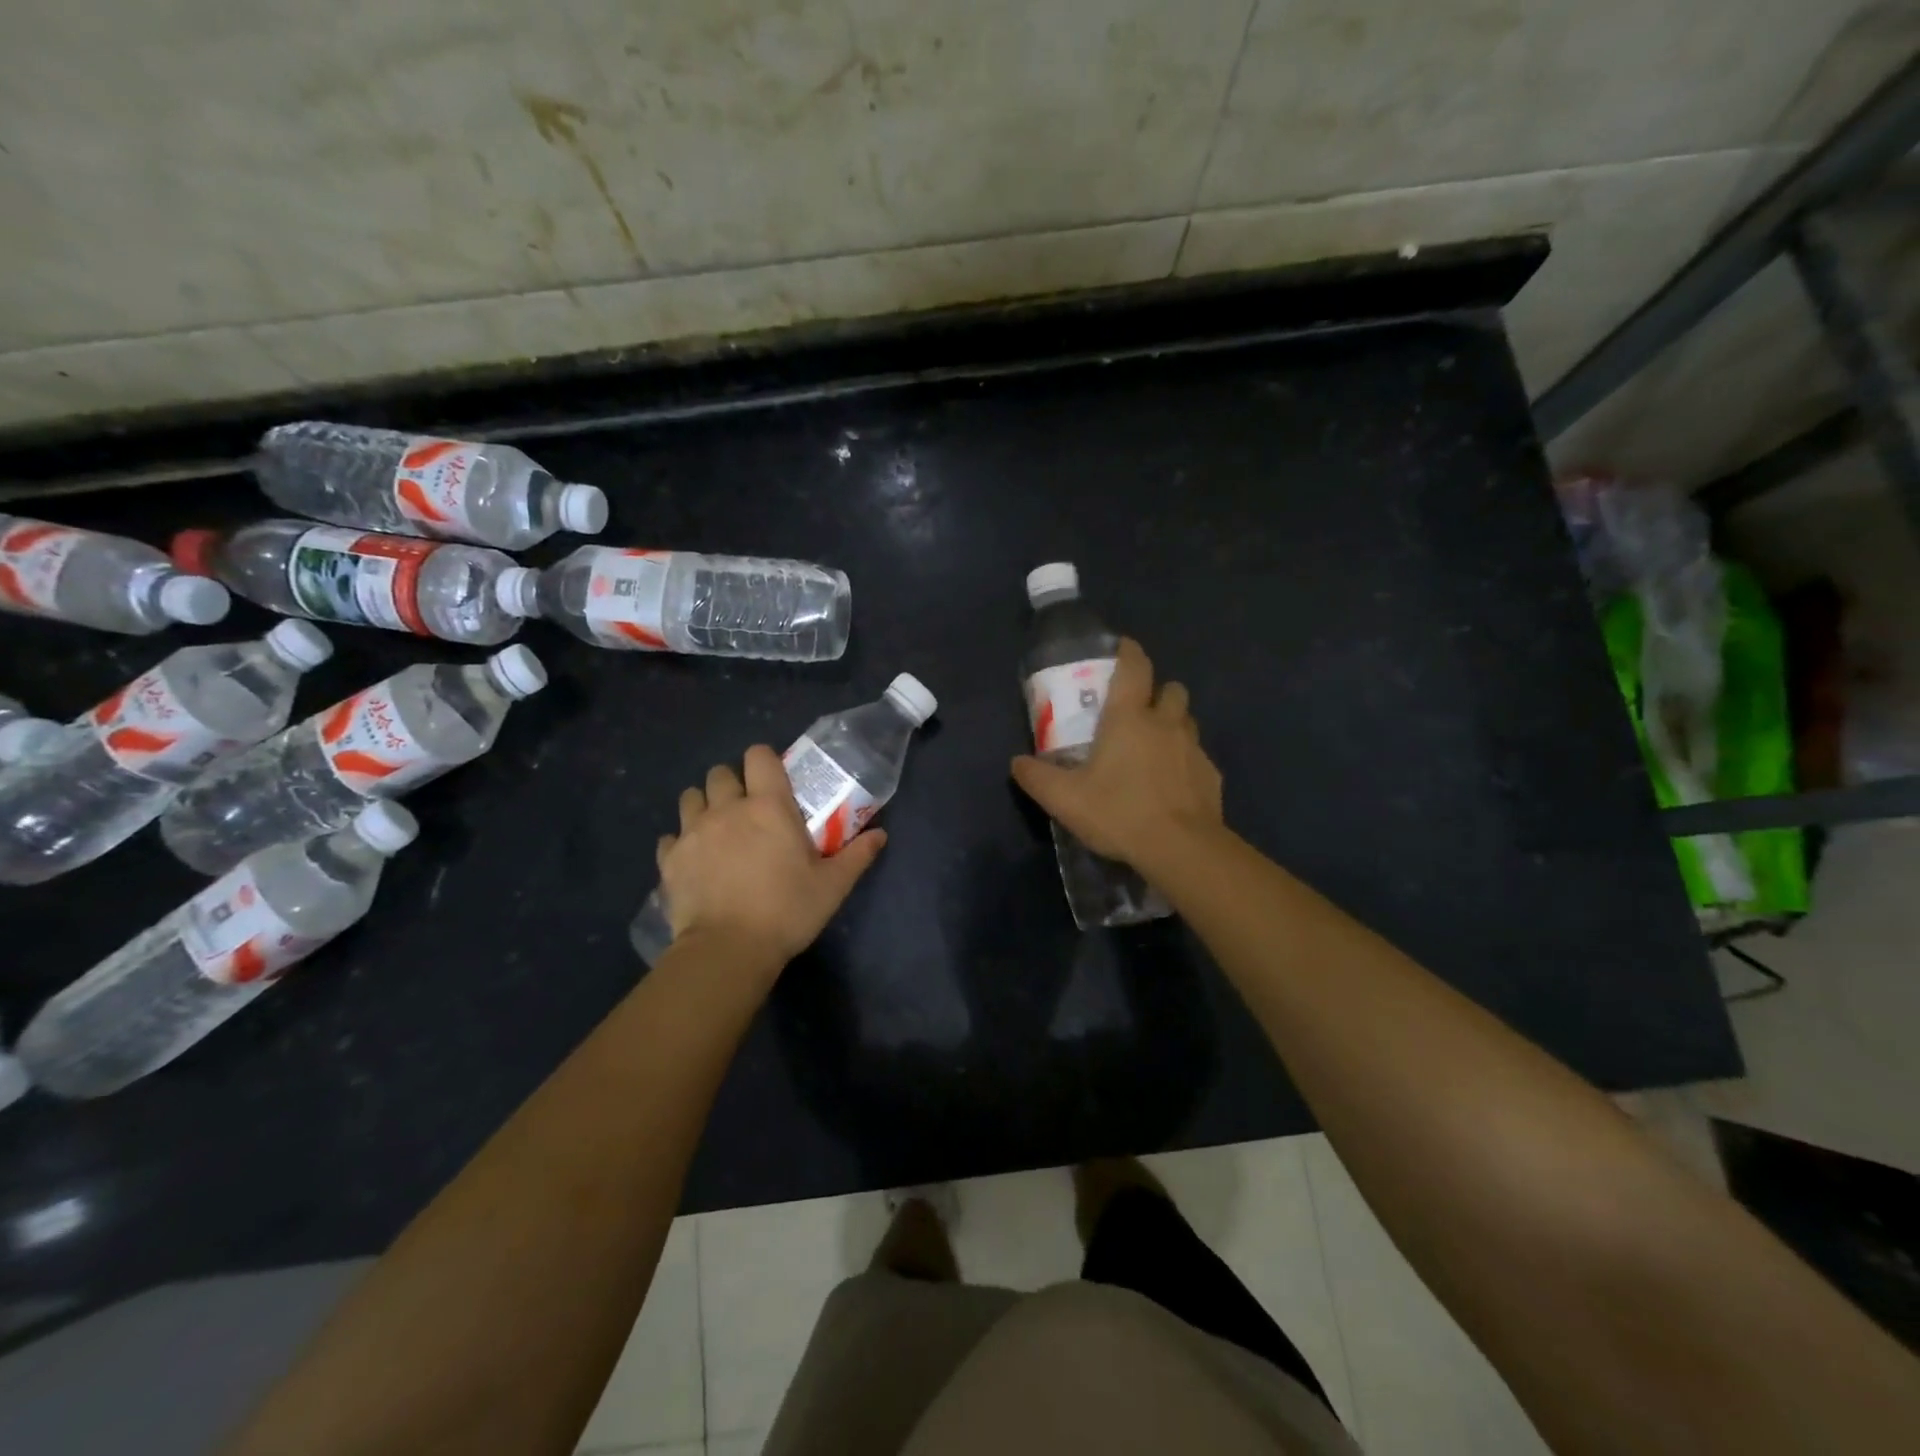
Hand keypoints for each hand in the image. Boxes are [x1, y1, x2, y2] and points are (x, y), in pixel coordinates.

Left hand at [656, 745, 886, 972]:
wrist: (727, 949)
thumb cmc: (786, 911)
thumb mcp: (832, 886)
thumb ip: (857, 855)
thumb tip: (881, 835)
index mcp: (768, 806)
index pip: (759, 755)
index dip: (765, 761)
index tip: (774, 781)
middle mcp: (727, 808)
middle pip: (720, 772)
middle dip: (732, 783)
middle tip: (746, 809)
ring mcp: (693, 832)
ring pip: (690, 797)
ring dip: (703, 805)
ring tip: (716, 829)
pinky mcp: (669, 860)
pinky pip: (670, 837)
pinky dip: (681, 842)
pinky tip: (694, 860)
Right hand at [1010, 637, 1222, 868]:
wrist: (1181, 849)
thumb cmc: (1119, 812)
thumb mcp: (1065, 799)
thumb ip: (1037, 777)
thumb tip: (1016, 763)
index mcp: (1129, 718)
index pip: (1135, 667)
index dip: (1129, 652)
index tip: (1123, 647)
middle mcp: (1166, 724)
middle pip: (1171, 689)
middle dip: (1157, 692)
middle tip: (1138, 711)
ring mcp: (1194, 749)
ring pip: (1187, 721)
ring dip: (1173, 725)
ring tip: (1154, 748)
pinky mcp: (1211, 777)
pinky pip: (1198, 758)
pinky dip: (1185, 762)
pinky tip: (1172, 786)